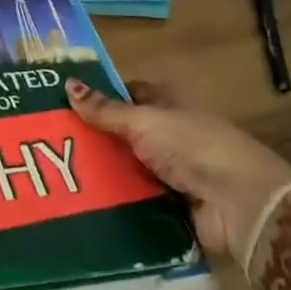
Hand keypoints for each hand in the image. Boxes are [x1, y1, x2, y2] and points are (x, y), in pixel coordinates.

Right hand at [64, 78, 290, 267]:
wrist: (239, 205)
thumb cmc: (193, 147)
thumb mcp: (144, 122)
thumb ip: (105, 110)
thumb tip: (67, 83)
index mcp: (170, 105)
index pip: (130, 94)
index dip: (102, 95)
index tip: (64, 101)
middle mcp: (171, 135)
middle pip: (125, 134)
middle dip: (95, 137)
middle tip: (50, 141)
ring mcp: (172, 172)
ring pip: (127, 168)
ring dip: (102, 172)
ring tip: (57, 174)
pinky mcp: (171, 206)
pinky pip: (134, 199)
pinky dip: (115, 201)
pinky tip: (81, 202)